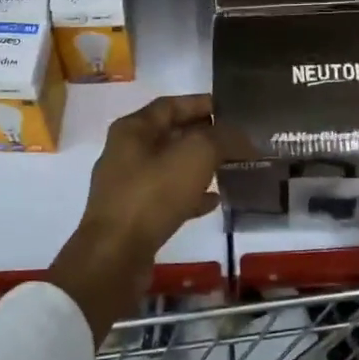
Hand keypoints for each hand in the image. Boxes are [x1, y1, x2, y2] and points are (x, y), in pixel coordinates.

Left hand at [50, 94, 227, 341]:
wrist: (116, 255)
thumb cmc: (152, 194)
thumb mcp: (195, 155)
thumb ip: (222, 138)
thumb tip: (242, 136)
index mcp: (133, 129)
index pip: (171, 105)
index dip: (201, 103)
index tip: (231, 109)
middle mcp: (126, 152)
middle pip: (171, 135)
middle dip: (205, 135)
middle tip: (237, 139)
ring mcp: (128, 186)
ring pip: (171, 167)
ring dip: (200, 165)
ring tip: (231, 167)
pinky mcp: (134, 215)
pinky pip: (168, 196)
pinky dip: (191, 195)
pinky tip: (215, 200)